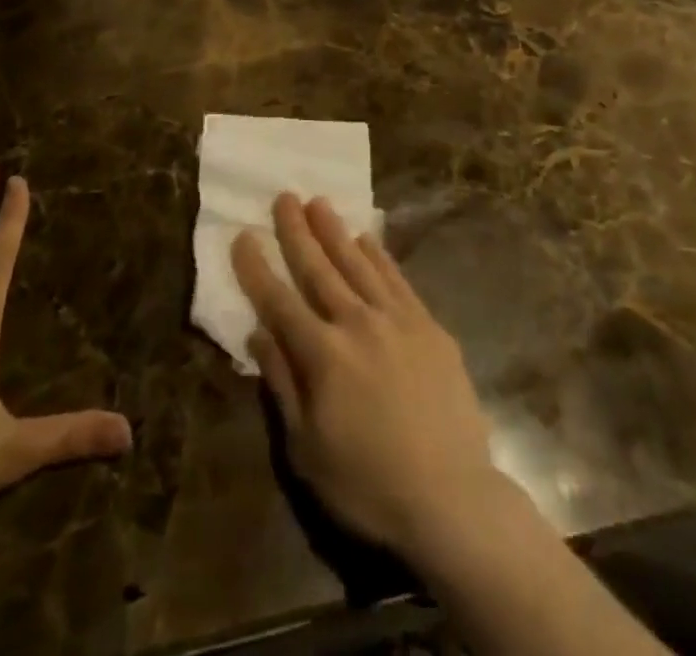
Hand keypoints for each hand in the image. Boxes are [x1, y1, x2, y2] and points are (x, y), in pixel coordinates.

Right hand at [232, 193, 513, 560]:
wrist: (452, 498)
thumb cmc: (369, 484)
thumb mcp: (307, 448)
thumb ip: (282, 384)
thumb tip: (259, 333)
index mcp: (322, 355)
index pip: (279, 300)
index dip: (257, 268)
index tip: (242, 235)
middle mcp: (357, 323)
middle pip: (319, 268)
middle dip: (297, 231)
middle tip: (283, 196)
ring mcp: (397, 319)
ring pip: (358, 263)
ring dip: (335, 231)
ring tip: (318, 202)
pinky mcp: (428, 325)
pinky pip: (397, 278)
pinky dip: (378, 255)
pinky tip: (366, 238)